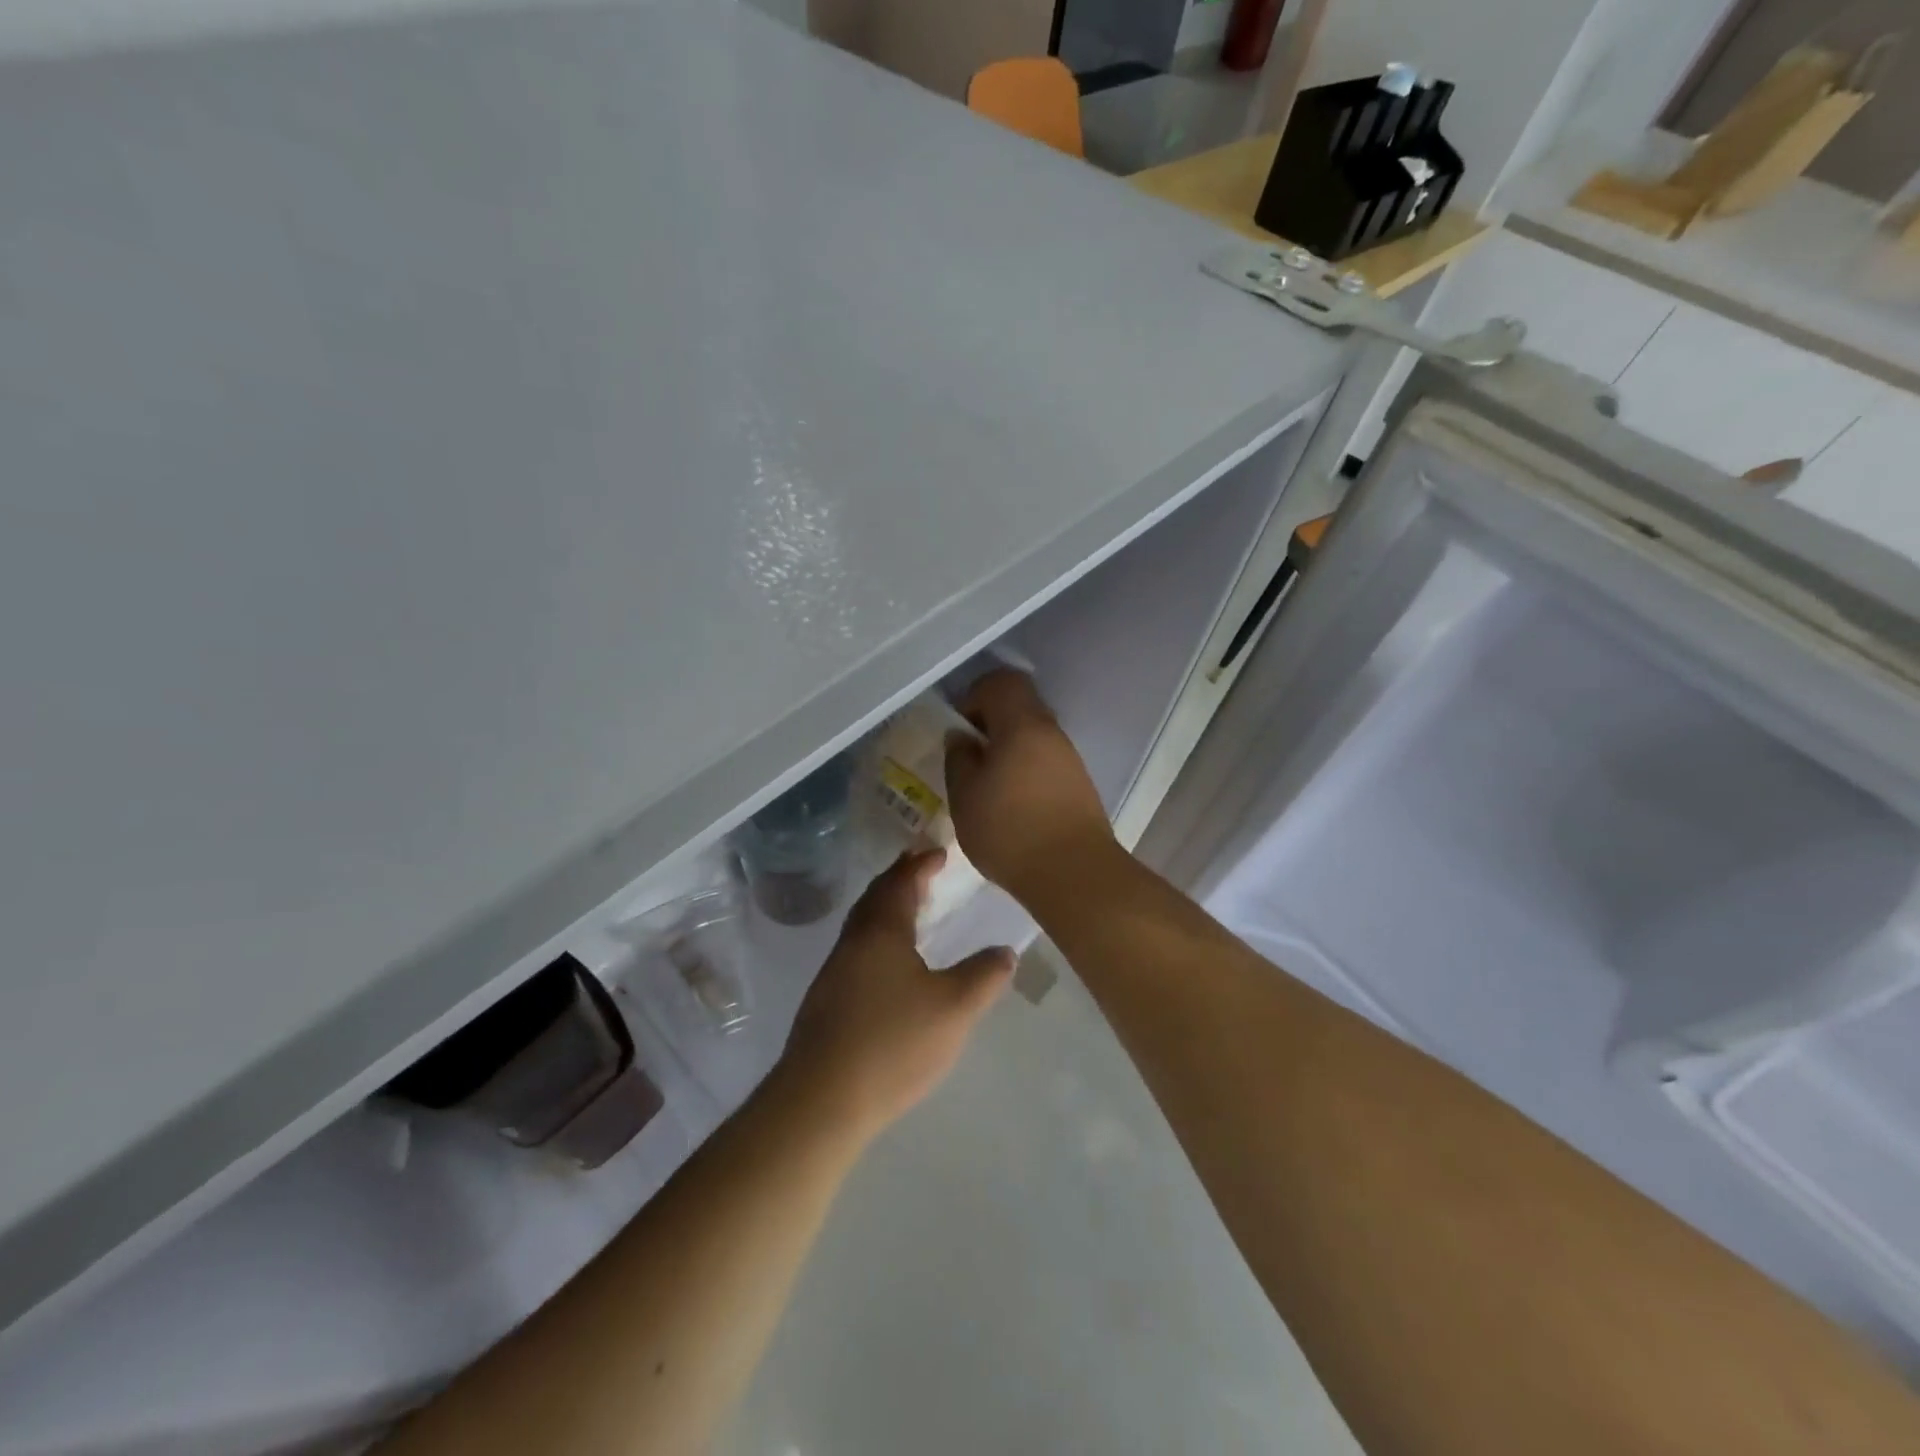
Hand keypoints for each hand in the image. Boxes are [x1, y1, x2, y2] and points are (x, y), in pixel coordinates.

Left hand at [777, 850, 1012, 1141]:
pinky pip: (857, 948)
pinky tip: (888, 962)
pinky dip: (876, 936)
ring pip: (862, 924)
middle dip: (899, 878)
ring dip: (886, 907)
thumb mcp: (955, 1009)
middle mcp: (853, 941)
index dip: (921, 864)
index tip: (939, 852)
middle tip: (922, 869)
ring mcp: (834, 971)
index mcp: (882, 931)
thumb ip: (984, 976)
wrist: (821, 1099)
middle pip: (876, 897)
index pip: (902, 881)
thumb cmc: (893, 1043)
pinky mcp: (826, 1000)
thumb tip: (1004, 951)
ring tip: (910, 910)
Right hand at [944, 670, 1116, 903]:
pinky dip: (1024, 772)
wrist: (1073, 874)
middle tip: (967, 759)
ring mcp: (1070, 760)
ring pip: (1032, 738)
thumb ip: (959, 759)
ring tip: (986, 788)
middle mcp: (1051, 733)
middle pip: (1019, 709)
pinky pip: (1044, 763)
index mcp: (1023, 725)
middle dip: (989, 726)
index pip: (1002, 682)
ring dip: (1007, 752)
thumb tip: (962, 738)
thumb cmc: (1009, 830)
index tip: (959, 728)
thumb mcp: (965, 796)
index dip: (975, 695)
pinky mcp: (1079, 787)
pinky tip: (1010, 806)